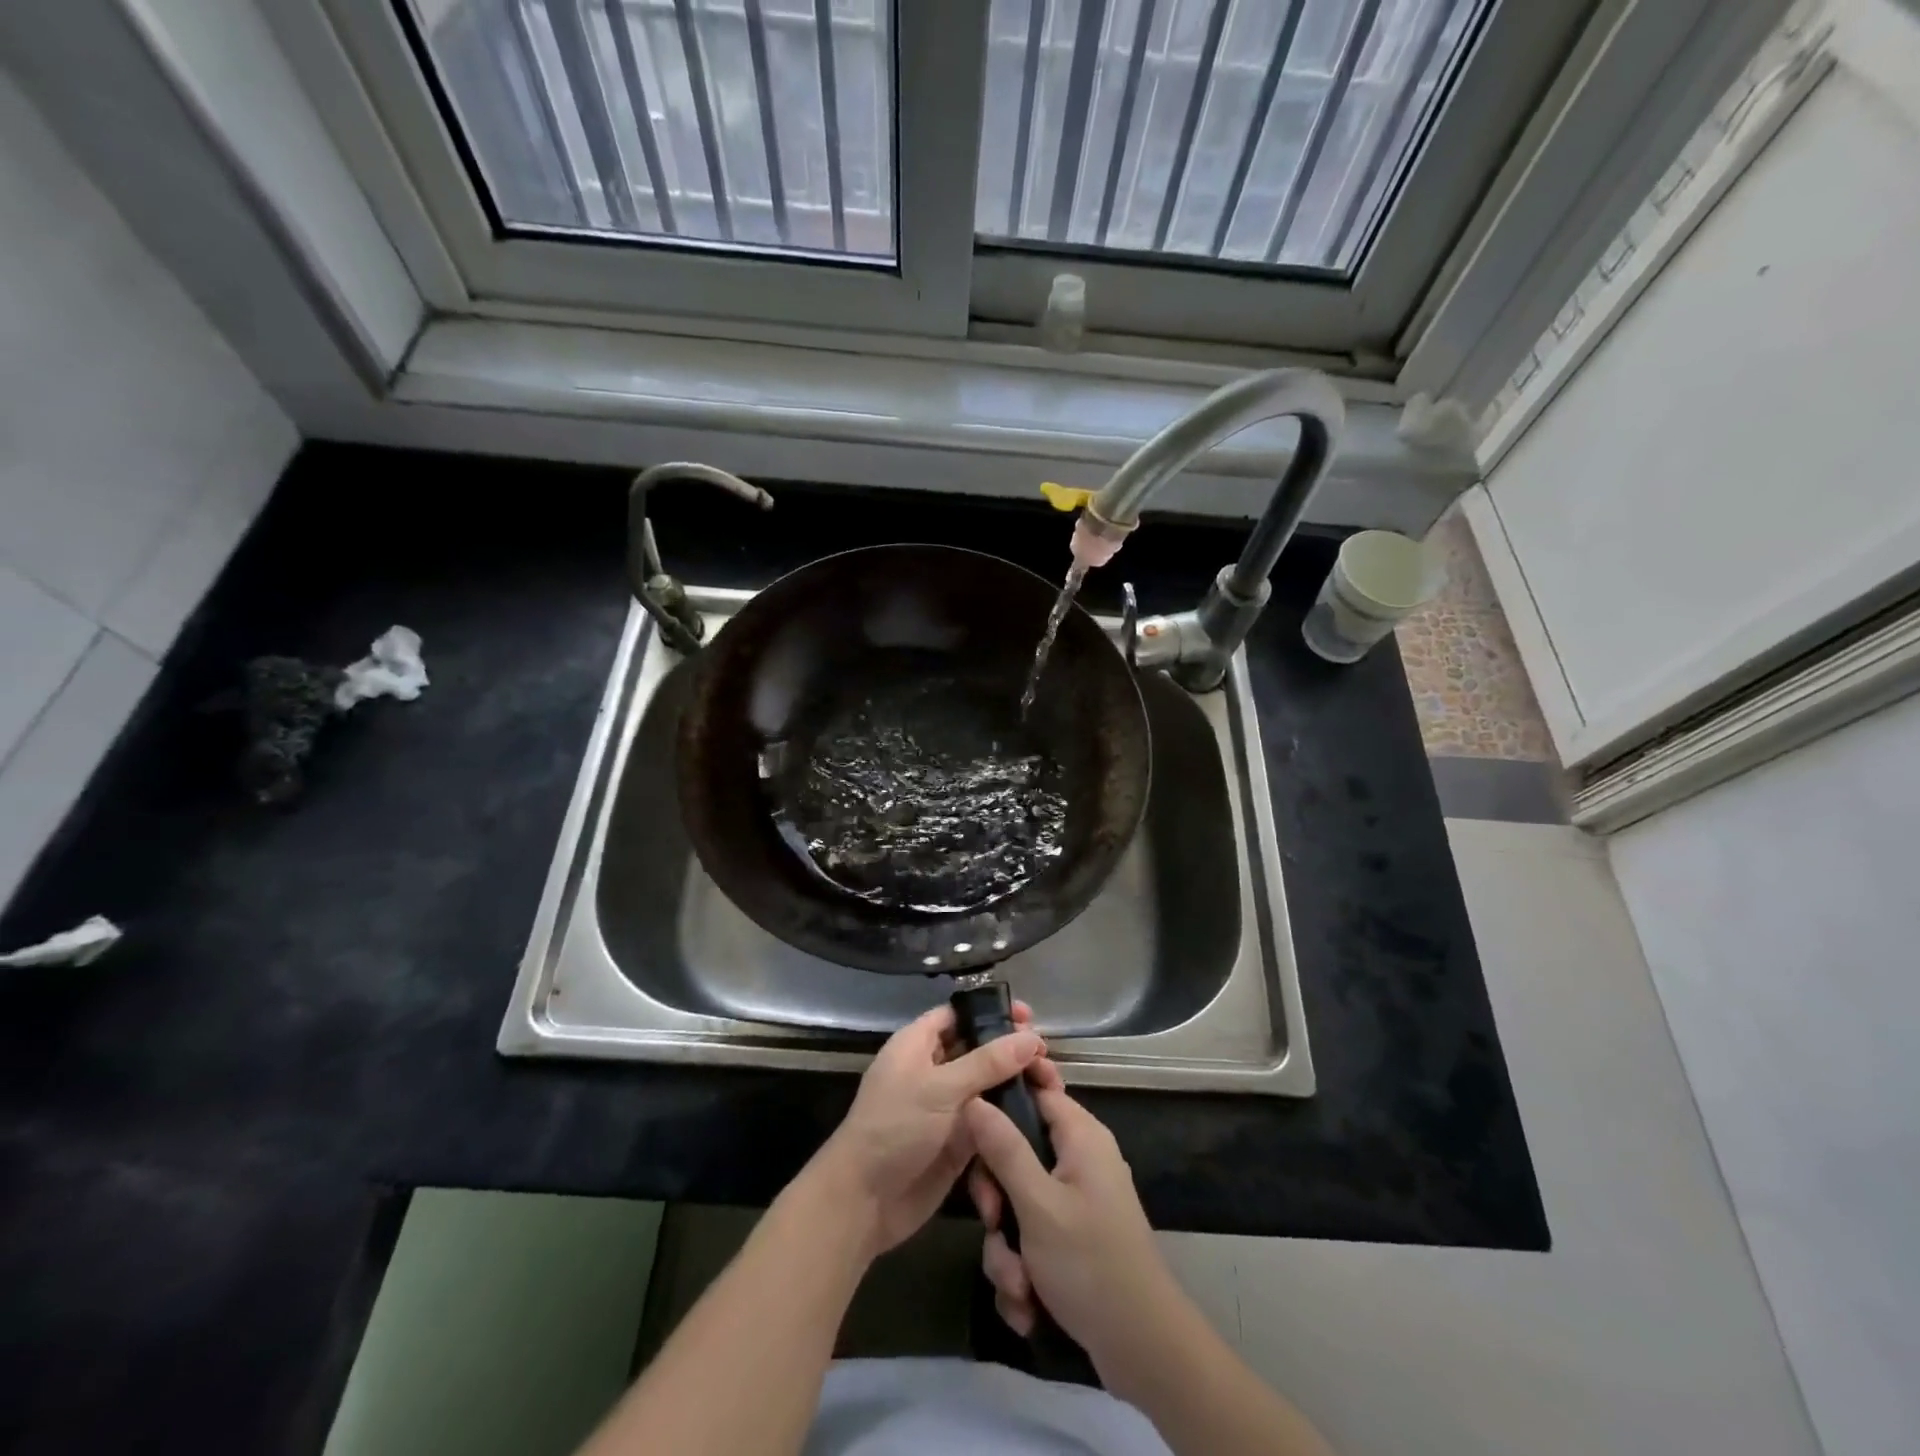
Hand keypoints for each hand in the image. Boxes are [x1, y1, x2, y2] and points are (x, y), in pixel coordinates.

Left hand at [807, 1003, 1045, 1261]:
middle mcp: (934, 1069)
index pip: (959, 1015)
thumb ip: (987, 1062)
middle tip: (1048, 1058)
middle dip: (1012, 1051)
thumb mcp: (940, 1088)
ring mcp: (946, 1106)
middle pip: (979, 1049)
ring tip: (1053, 1087)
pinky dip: (1012, 1116)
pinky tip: (1043, 1115)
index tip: (1029, 1017)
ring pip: (989, 1086)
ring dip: (1017, 1084)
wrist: (864, 1201)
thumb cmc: (895, 1128)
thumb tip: (1031, 1038)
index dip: (992, 1012)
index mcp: (918, 1044)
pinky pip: (990, 1120)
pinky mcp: (958, 1140)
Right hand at [964, 1067, 1178, 1374]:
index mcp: (1080, 1136)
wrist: (1142, 1351)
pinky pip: (1031, 1240)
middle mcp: (1079, 1160)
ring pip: (1017, 1206)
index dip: (1001, 1100)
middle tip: (994, 1223)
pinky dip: (1024, 1273)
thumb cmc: (1090, 1264)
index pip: (1036, 1090)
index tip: (969, 1121)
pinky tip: (1028, 1305)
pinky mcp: (1072, 1240)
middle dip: (998, 1200)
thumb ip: (1004, 1148)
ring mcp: (1075, 1202)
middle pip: (1016, 1154)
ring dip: (1007, 1250)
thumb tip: (975, 1097)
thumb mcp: (1038, 1204)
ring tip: (1019, 1286)